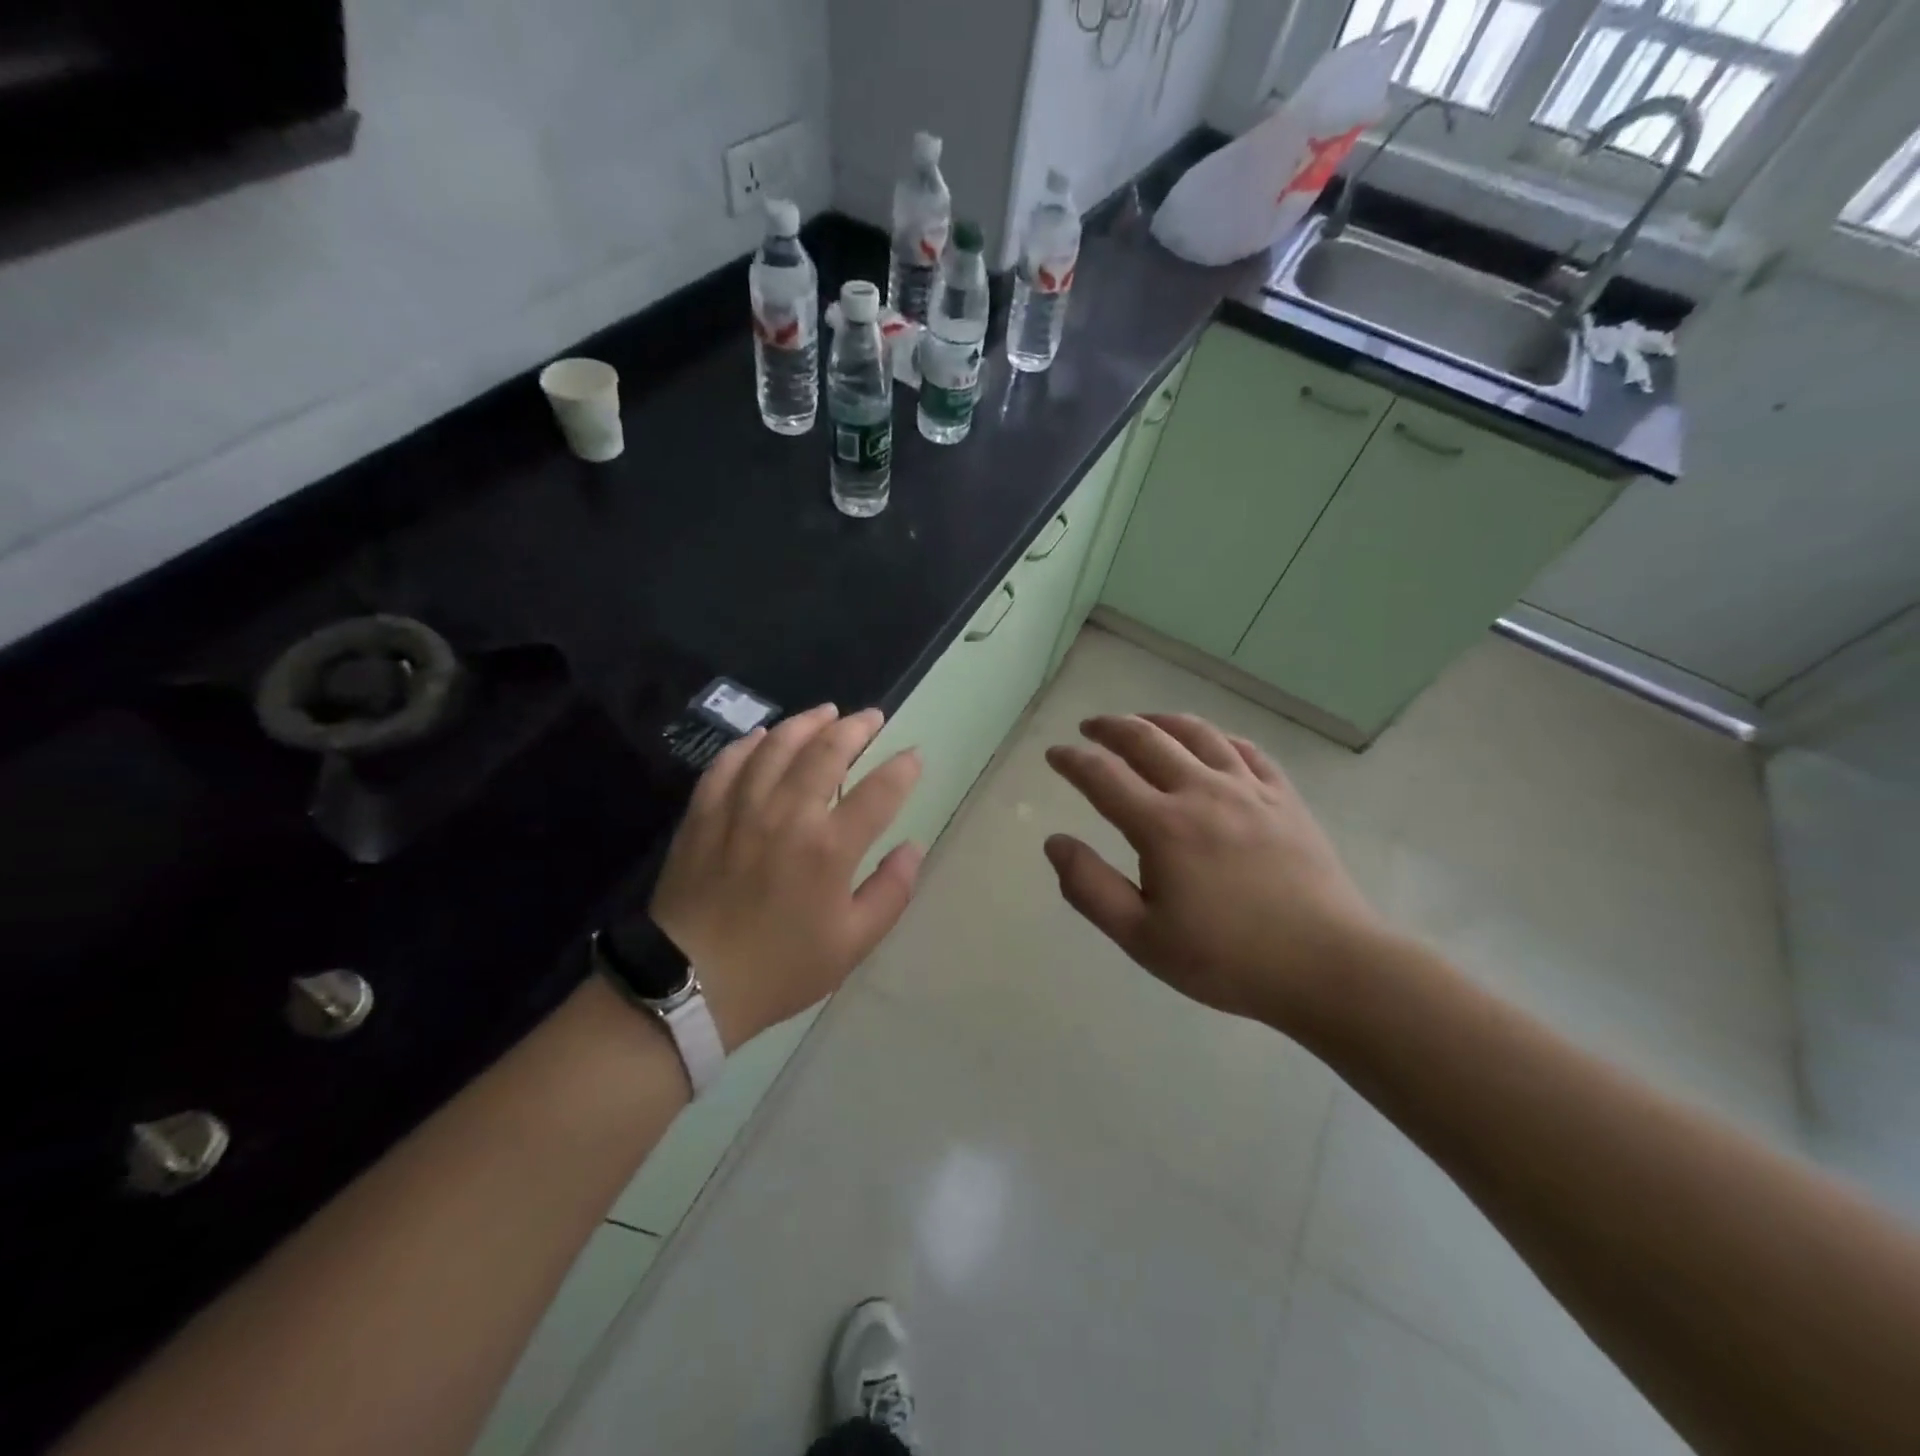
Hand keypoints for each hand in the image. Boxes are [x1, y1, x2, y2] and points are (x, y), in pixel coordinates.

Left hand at [649, 705, 923, 1050]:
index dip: (903, 768)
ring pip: (777, 745)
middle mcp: (787, 814)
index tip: (913, 756)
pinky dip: (750, 743)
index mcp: (829, 848)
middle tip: (871, 717)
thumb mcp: (852, 944)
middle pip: (827, 751)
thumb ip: (891, 892)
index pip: (879, 791)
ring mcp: (741, 808)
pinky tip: (764, 736)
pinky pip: (729, 762)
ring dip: (807, 723)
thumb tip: (912, 848)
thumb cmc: (780, 968)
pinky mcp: (704, 813)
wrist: (691, 984)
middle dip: (856, 728)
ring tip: (826, 713)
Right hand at [1043, 713, 1385, 1034]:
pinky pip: (1246, 750)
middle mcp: (1202, 792)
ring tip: (1142, 722)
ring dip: (1160, 720)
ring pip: (1198, 733)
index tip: (1055, 754)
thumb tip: (1055, 842)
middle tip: (1090, 727)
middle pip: (1148, 739)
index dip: (1072, 760)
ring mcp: (1249, 789)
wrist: (1328, 965)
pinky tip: (1211, 743)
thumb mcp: (1142, 938)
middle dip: (1111, 727)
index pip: (1103, 775)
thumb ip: (1090, 887)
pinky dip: (1218, 737)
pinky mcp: (1285, 798)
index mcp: (1163, 825)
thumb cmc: (1227, 959)